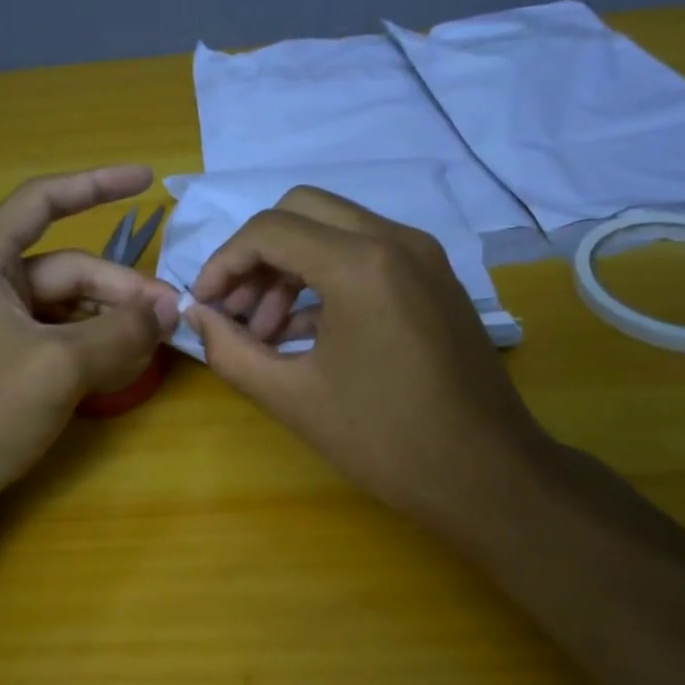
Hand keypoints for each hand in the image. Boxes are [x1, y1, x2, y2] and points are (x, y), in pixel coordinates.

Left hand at [0, 166, 177, 532]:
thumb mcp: (58, 367)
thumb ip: (119, 332)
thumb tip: (170, 307)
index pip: (43, 202)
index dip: (95, 184)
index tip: (147, 182)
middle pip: (69, 269)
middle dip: (121, 290)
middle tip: (172, 317)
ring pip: (69, 309)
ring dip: (112, 322)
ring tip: (156, 344)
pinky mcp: (4, 365)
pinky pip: (59, 341)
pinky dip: (93, 349)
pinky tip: (125, 367)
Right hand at [185, 187, 553, 542]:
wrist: (488, 474)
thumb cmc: (386, 440)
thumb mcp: (293, 398)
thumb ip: (231, 351)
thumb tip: (196, 317)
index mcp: (361, 264)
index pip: (269, 230)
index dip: (223, 263)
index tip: (205, 305)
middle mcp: (396, 240)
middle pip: (301, 211)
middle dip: (256, 256)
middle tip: (234, 310)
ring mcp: (423, 256)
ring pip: (334, 230)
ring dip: (289, 268)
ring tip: (264, 332)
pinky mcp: (435, 278)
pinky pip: (366, 256)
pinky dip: (325, 280)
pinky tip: (302, 334)